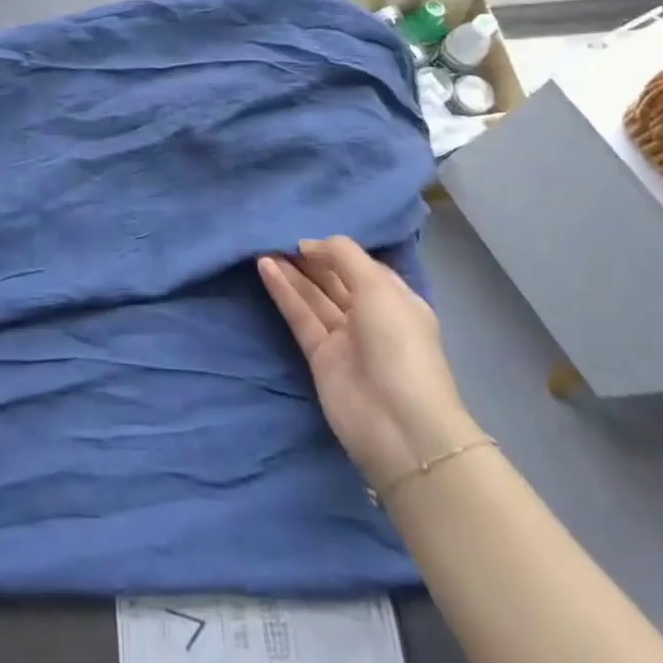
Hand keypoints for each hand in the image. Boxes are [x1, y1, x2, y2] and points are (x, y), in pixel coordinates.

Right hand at [259, 236, 478, 488]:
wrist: (400, 425)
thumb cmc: (399, 344)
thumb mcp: (378, 286)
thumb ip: (342, 255)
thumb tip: (308, 244)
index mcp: (395, 300)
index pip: (361, 267)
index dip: (335, 250)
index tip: (306, 236)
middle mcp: (370, 317)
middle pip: (334, 280)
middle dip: (309, 260)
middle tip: (276, 236)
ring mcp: (344, 339)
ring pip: (313, 297)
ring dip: (290, 273)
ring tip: (263, 247)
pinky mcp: (320, 357)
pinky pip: (300, 317)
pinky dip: (283, 292)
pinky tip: (264, 268)